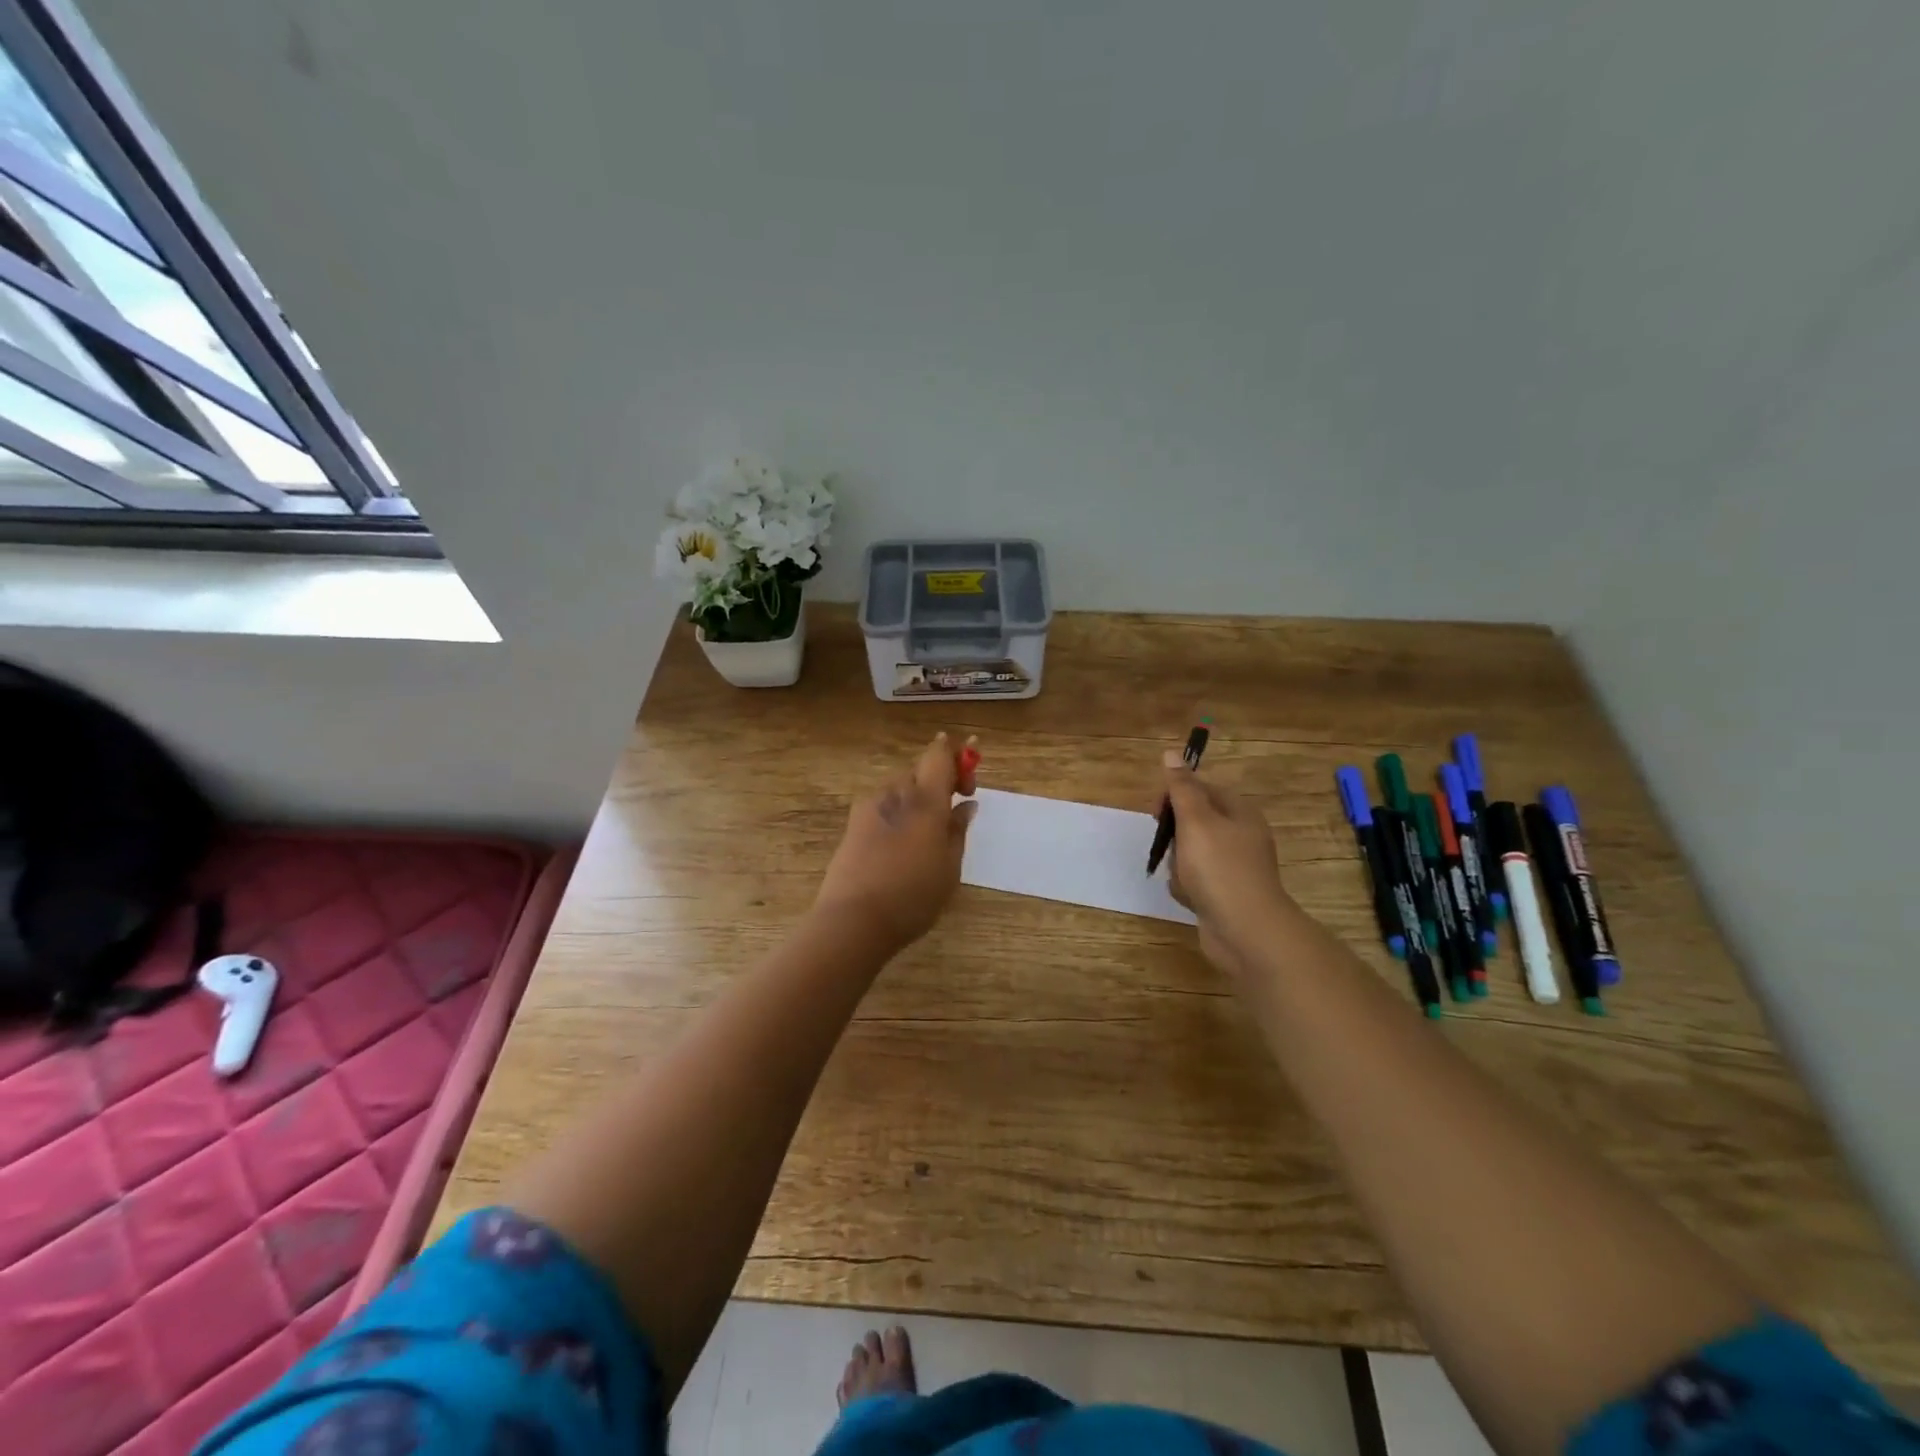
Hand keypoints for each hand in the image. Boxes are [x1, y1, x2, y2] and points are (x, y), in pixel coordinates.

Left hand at [815, 734, 977, 951]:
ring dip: (917, 799)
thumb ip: (958, 830)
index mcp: (925, 799)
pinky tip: (902, 844)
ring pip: (900, 788)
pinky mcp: (853, 824)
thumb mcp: (949, 867)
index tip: (969, 774)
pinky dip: (899, 813)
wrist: (853, 920)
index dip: (957, 753)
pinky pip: (884, 806)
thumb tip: (965, 805)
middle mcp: (895, 793)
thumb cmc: (912, 896)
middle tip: (954, 809)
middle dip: (939, 781)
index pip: (939, 754)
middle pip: (920, 770)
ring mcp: (869, 807)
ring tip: (927, 833)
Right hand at [1159, 751, 1291, 969]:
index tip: (1157, 812)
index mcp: (1240, 813)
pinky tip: (1187, 895)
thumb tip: (1172, 753)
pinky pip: (1196, 880)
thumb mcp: (1196, 821)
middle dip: (1175, 835)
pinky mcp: (1226, 893)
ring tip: (1181, 876)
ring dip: (1178, 863)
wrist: (1245, 931)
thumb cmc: (1219, 868)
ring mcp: (1234, 867)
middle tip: (1169, 847)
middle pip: (1195, 822)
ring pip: (1191, 852)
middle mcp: (1241, 836)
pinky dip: (1186, 886)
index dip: (1176, 796)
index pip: (1202, 789)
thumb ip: (1181, 788)